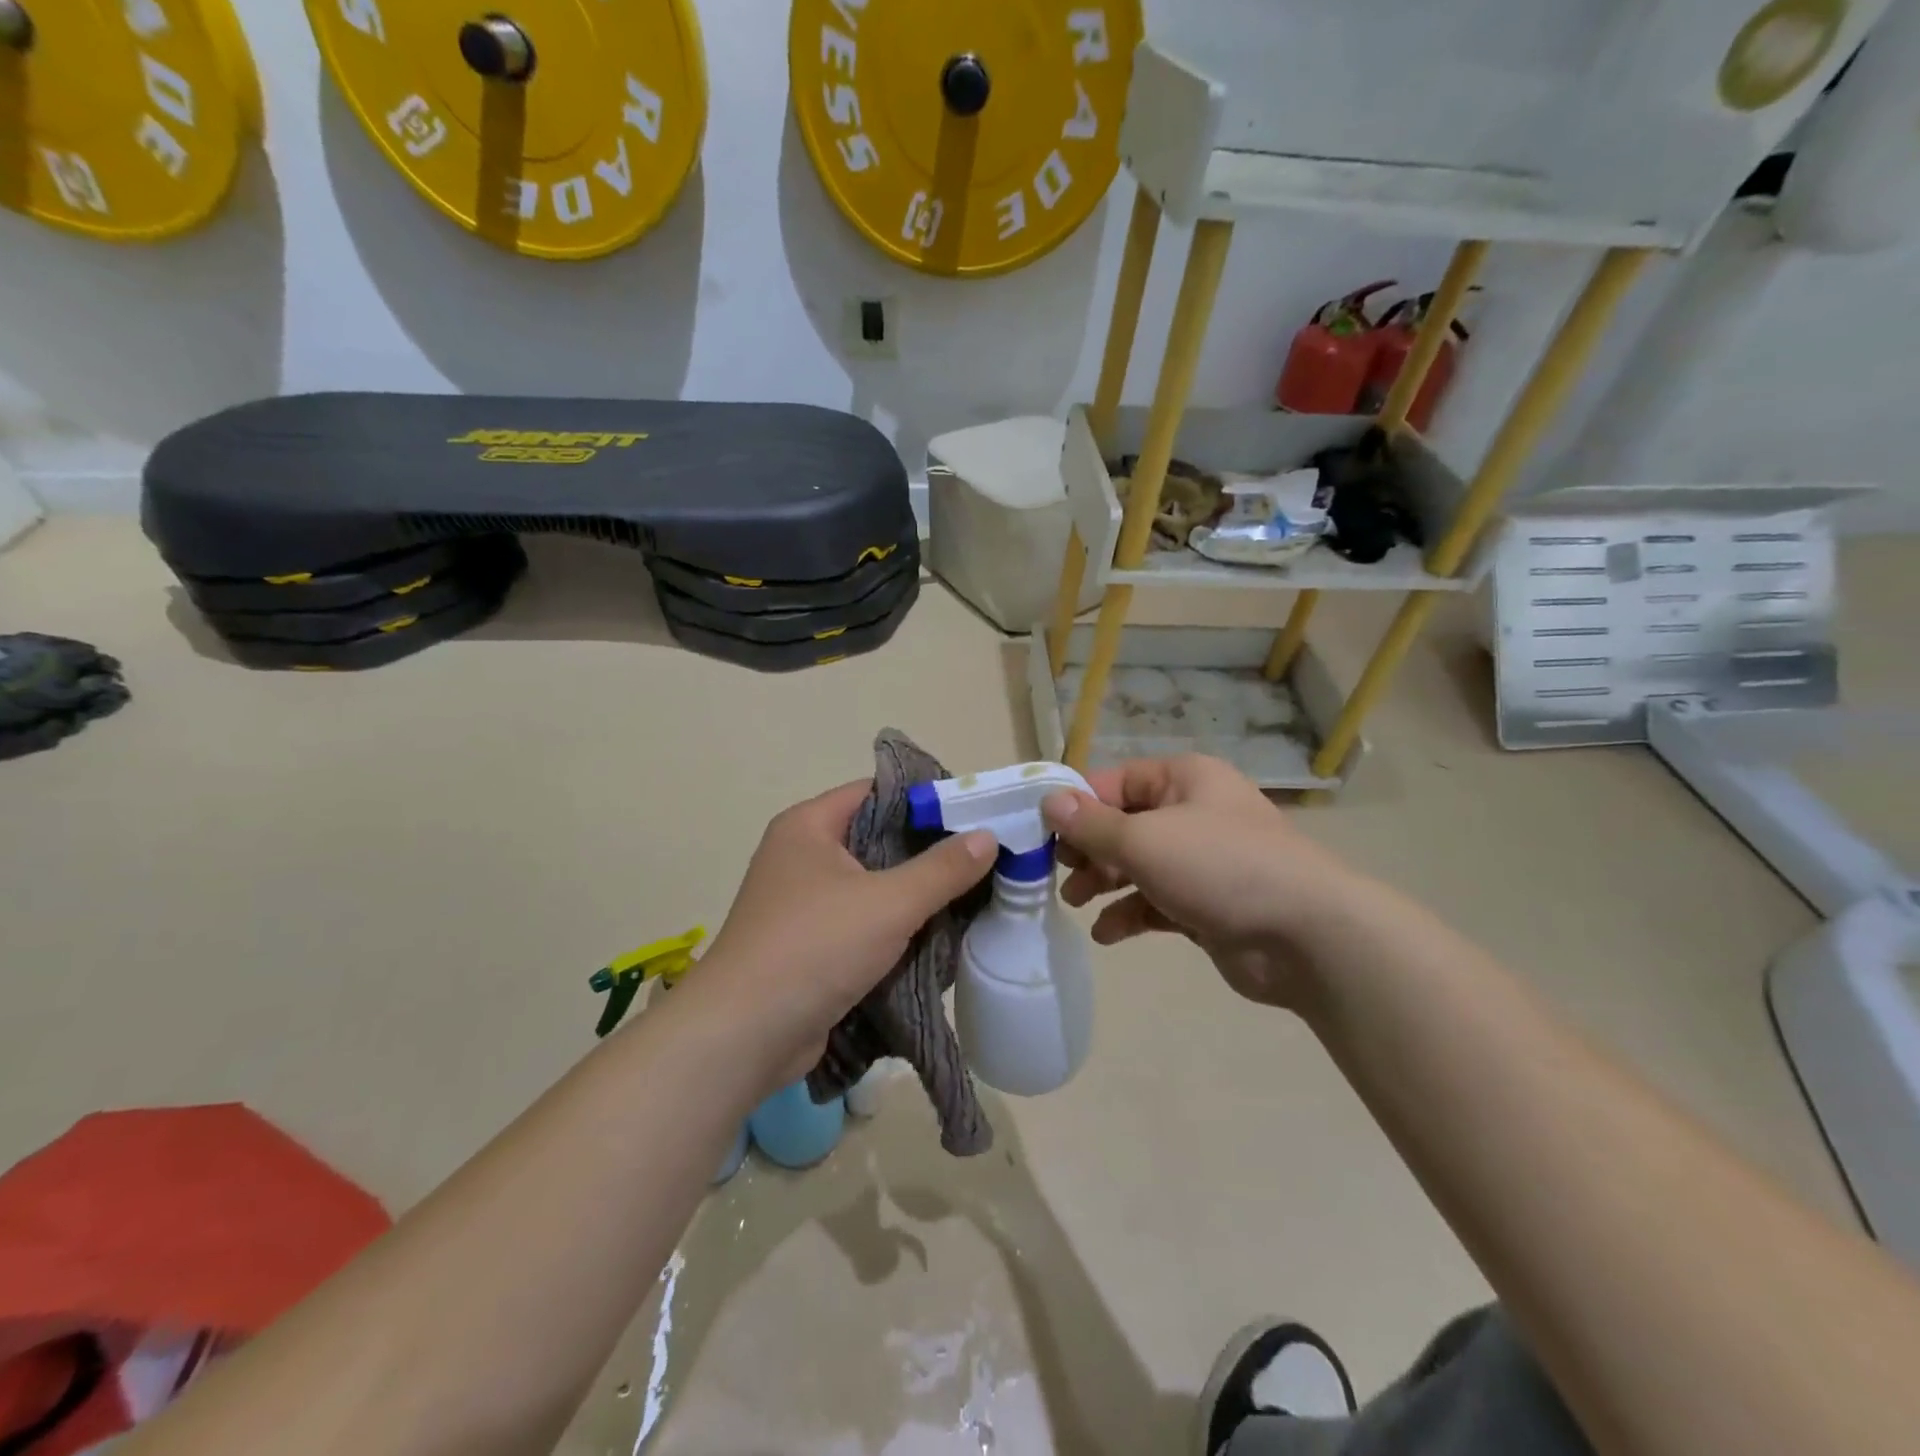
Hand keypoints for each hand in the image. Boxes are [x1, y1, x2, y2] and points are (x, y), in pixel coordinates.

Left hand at [685, 780, 995, 1089]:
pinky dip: (896, 929)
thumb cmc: (814, 948)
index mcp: (809, 826)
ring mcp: (803, 903)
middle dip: (929, 853)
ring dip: (916, 896)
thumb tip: (988, 836)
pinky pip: (863, 923)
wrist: (743, 1037)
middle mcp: (802, 856)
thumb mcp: (888, 903)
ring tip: (972, 898)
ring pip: (873, 886)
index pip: (876, 793)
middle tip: (984, 860)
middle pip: (878, 840)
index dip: (926, 800)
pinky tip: (938, 938)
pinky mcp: (810, 945)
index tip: (976, 815)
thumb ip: (942, 869)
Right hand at [1041, 754, 1360, 1009]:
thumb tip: (1049, 800)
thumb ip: (1092, 825)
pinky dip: (1131, 914)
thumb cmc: (1219, 868)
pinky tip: (1108, 934)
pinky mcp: (1207, 903)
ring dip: (1104, 883)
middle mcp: (1193, 812)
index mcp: (1184, 779)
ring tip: (1077, 904)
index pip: (1115, 782)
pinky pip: (1157, 901)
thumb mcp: (1144, 840)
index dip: (1077, 806)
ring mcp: (1203, 860)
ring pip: (1138, 864)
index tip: (1044, 837)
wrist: (1306, 936)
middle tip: (1061, 876)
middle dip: (1089, 850)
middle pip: (1124, 824)